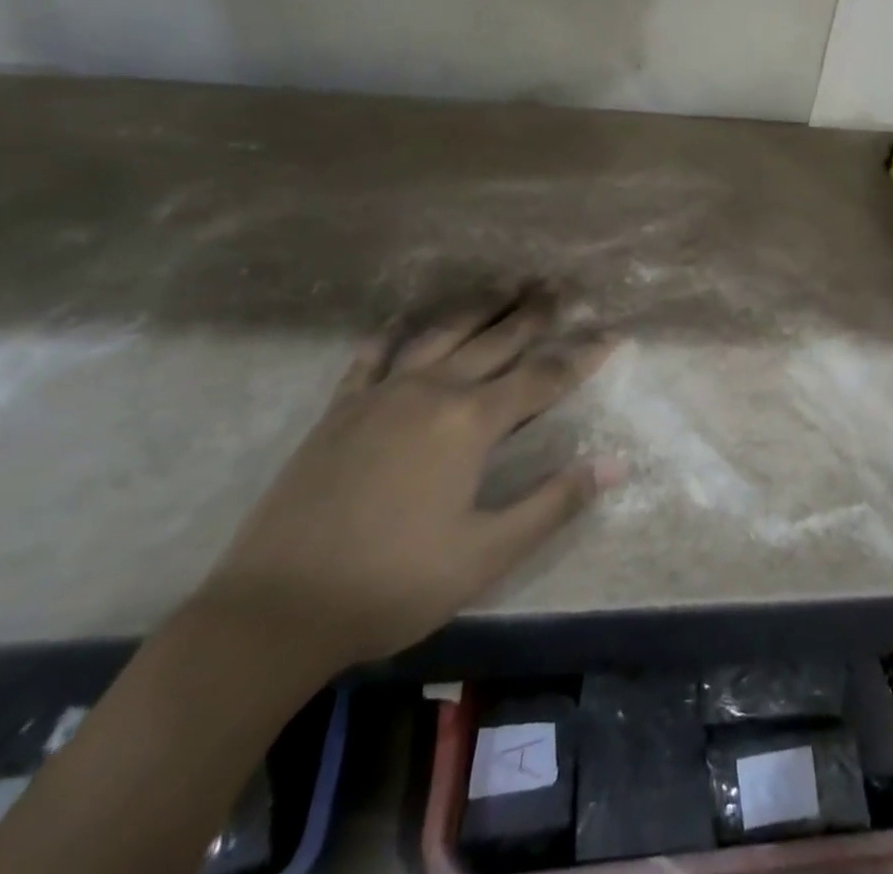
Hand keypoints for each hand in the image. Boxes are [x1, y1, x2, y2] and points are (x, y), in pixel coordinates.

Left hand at [193, 289, 616, 675]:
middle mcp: (433, 390)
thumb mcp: (487, 554)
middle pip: (496, 339)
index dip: (582, 355)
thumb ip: (554, 503)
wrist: (276, 609)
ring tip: (506, 283)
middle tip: (560, 284)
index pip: (543, 377)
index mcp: (471, 422)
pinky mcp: (341, 407)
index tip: (613, 333)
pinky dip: (397, 331)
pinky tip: (407, 318)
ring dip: (479, 305)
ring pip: (443, 333)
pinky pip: (374, 354)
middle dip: (534, 311)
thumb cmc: (393, 584)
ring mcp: (382, 393)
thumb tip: (616, 465)